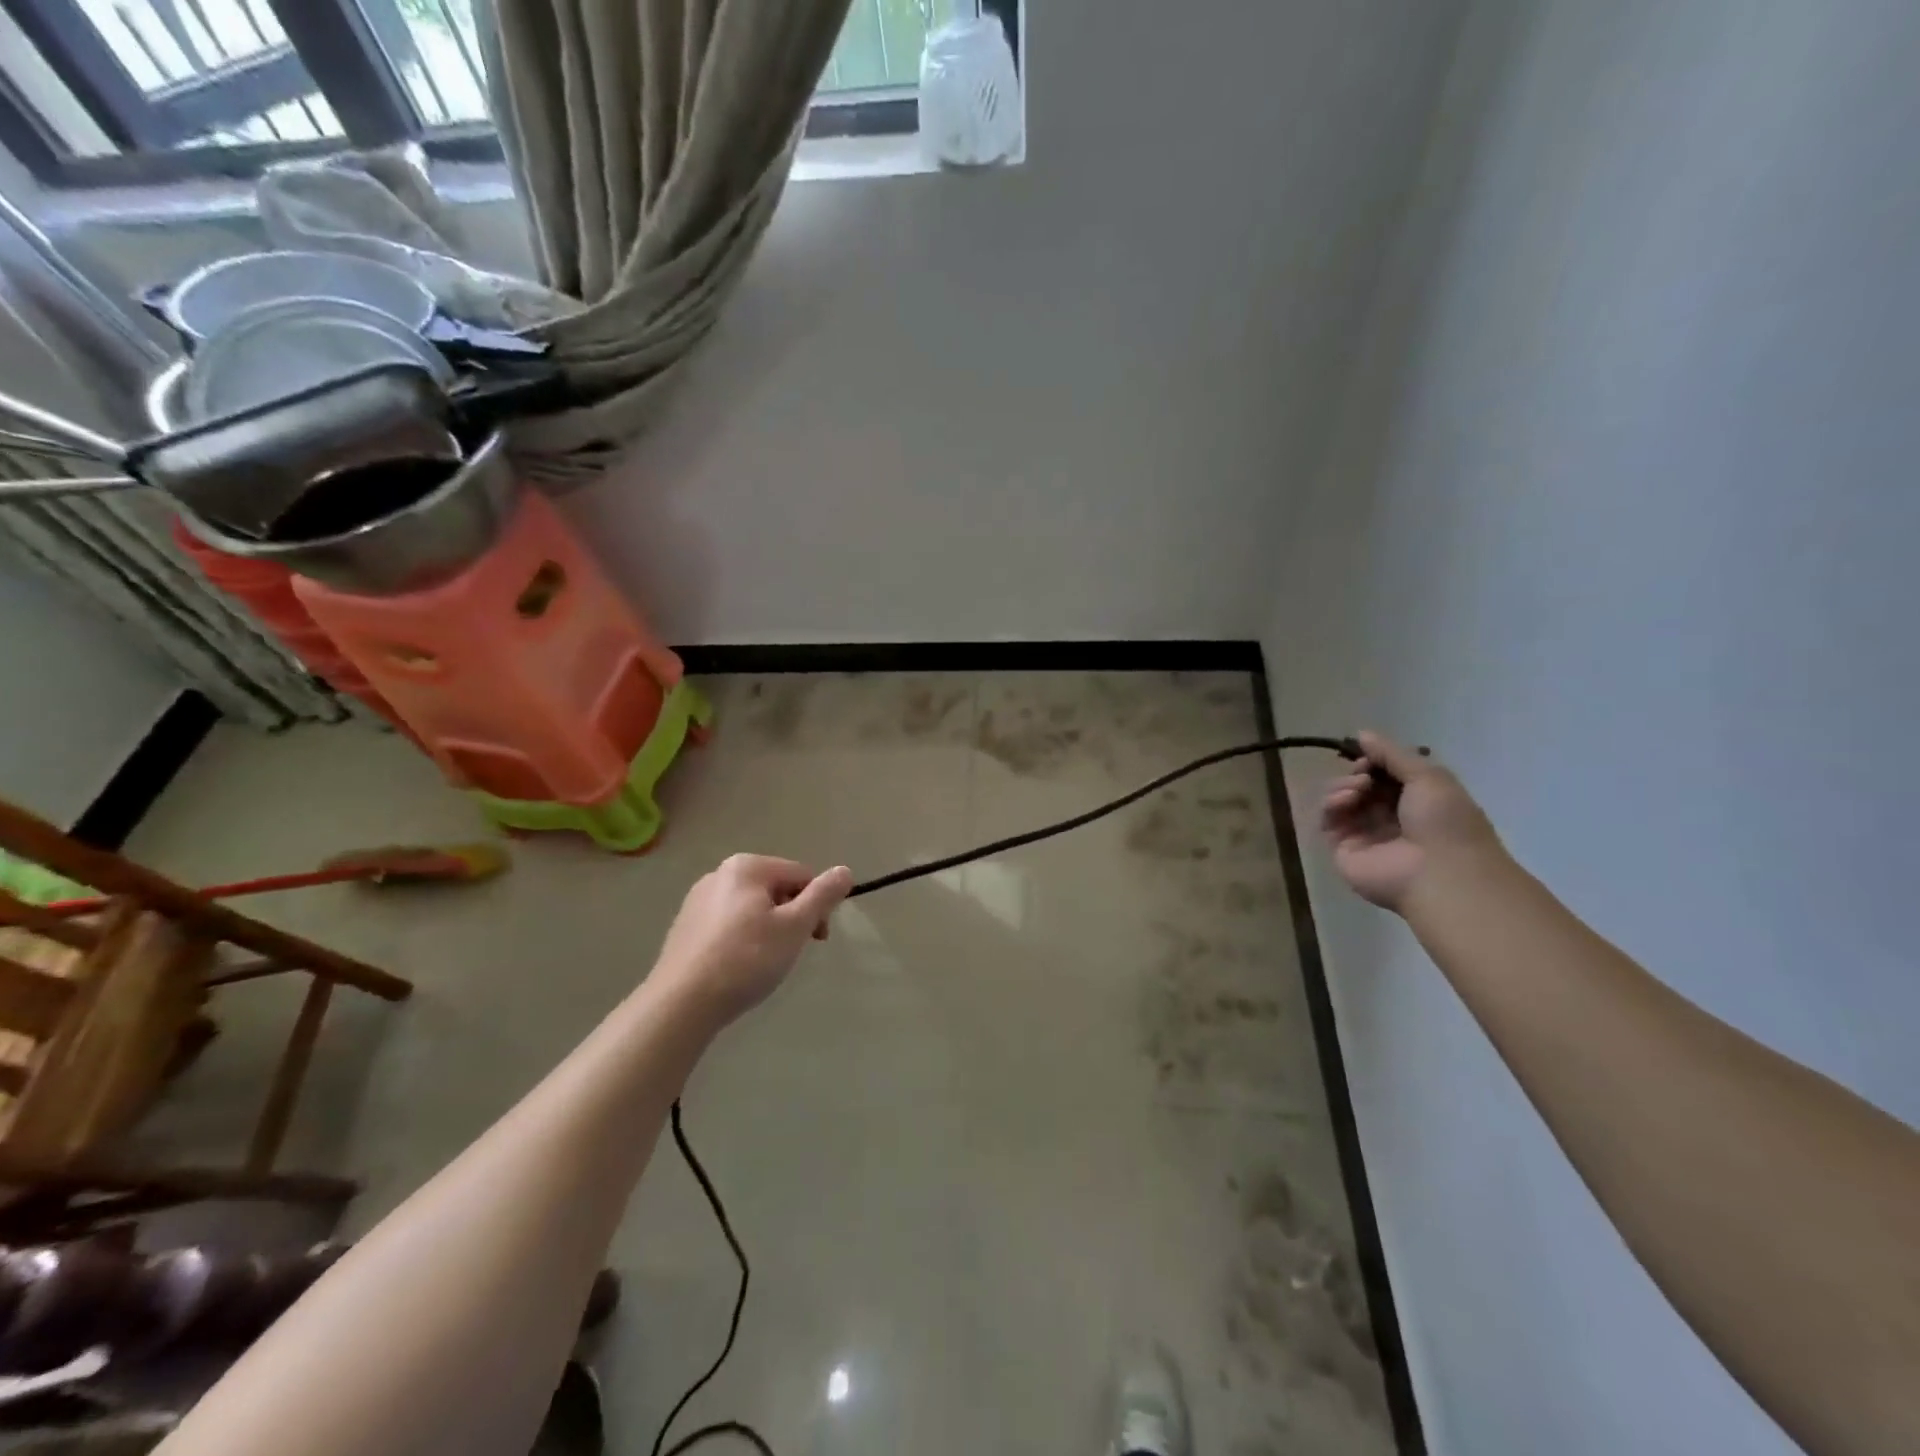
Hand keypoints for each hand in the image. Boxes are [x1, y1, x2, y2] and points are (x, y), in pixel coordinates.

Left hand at [652, 855, 854, 1023]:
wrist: (681, 1004)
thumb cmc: (746, 960)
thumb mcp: (795, 927)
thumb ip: (823, 896)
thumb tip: (845, 871)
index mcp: (747, 866)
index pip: (801, 875)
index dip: (816, 906)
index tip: (817, 939)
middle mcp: (720, 874)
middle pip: (776, 889)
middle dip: (792, 918)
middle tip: (791, 953)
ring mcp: (698, 900)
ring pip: (753, 908)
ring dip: (769, 930)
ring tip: (763, 964)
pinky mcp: (685, 926)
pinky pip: (729, 924)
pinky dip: (742, 940)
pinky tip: (738, 967)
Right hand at [1320, 731, 1503, 910]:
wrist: (1440, 871)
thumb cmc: (1444, 820)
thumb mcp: (1428, 776)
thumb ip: (1391, 753)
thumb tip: (1361, 733)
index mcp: (1415, 801)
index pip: (1383, 775)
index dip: (1373, 761)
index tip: (1371, 758)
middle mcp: (1388, 817)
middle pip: (1357, 785)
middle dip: (1357, 772)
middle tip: (1365, 775)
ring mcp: (1364, 834)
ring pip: (1339, 799)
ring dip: (1343, 785)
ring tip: (1358, 787)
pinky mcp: (1343, 849)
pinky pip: (1327, 819)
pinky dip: (1331, 804)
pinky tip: (1346, 800)